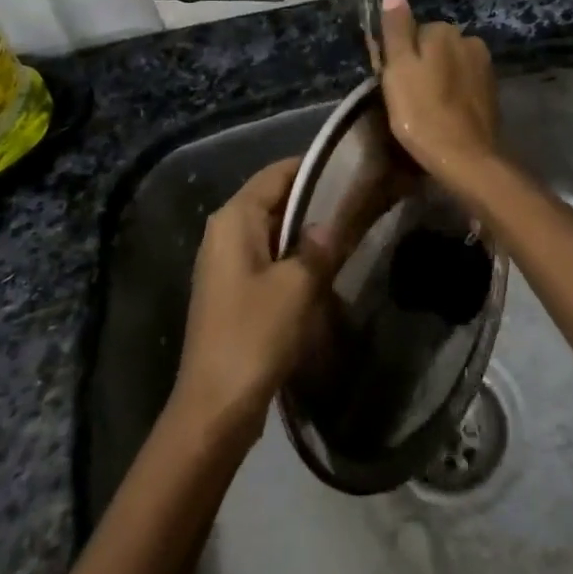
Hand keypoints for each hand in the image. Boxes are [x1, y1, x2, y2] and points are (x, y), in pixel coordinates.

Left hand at [171, 158, 335, 447]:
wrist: (214, 407)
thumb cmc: (254, 335)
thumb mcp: (297, 286)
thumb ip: (318, 247)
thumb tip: (330, 224)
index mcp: (233, 219)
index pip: (276, 173)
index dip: (312, 167)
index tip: (350, 166)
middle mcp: (223, 231)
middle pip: (272, 199)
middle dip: (312, 200)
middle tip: (357, 199)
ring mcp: (224, 262)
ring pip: (271, 230)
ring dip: (304, 231)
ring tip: (348, 230)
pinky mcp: (231, 290)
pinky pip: (266, 257)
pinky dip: (292, 257)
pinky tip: (323, 269)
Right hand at [378, 0, 499, 182]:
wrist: (466, 158)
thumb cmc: (422, 112)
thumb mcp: (398, 69)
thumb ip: (396, 30)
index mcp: (444, 31)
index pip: (413, 32)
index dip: (400, 56)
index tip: (394, 81)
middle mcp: (469, 40)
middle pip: (434, 47)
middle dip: (422, 66)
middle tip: (408, 98)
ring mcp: (485, 67)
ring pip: (450, 65)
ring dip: (439, 80)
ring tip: (426, 109)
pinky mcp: (492, 91)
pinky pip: (464, 84)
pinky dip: (454, 94)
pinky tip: (445, 114)